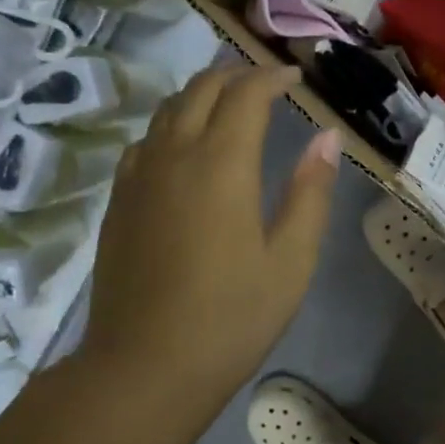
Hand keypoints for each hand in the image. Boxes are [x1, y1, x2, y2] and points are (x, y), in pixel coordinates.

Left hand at [83, 64, 340, 398]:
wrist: (146, 366)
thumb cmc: (233, 317)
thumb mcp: (291, 260)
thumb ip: (310, 193)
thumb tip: (326, 137)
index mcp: (222, 164)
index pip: (246, 95)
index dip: (272, 77)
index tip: (296, 77)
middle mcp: (173, 155)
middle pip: (200, 90)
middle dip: (235, 77)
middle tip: (265, 84)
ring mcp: (137, 177)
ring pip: (166, 111)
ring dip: (200, 96)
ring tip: (227, 106)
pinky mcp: (118, 202)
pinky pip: (144, 142)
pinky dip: (170, 126)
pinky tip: (183, 149)